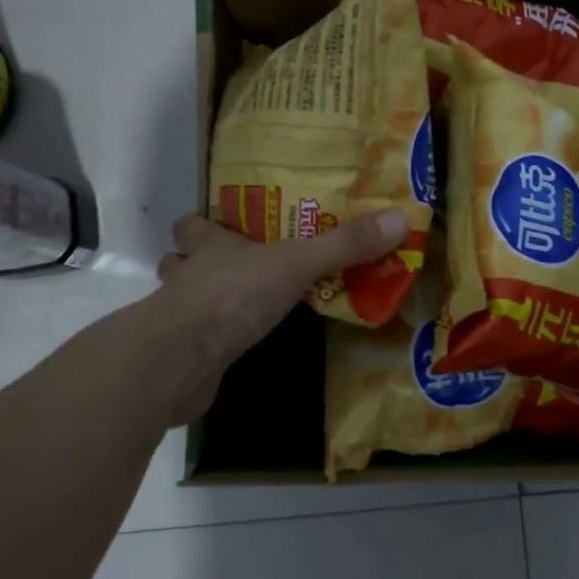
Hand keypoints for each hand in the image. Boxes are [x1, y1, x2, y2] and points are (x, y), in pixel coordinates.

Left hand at [151, 209, 407, 421]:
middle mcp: (188, 277)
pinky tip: (233, 349)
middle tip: (235, 267)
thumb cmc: (234, 297)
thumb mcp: (297, 264)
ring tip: (236, 307)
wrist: (179, 361)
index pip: (194, 225)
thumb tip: (401, 217)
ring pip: (181, 301)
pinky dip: (208, 343)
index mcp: (211, 247)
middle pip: (179, 260)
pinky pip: (193, 343)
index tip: (225, 226)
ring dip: (199, 301)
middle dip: (197, 262)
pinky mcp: (180, 358)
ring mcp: (178, 319)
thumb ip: (344, 245)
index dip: (204, 224)